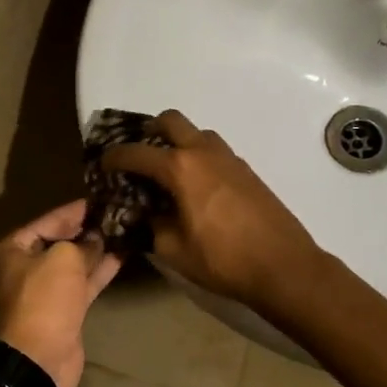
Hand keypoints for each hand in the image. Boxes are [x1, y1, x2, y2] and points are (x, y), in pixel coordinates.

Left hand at [0, 200, 121, 386]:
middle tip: (118, 213)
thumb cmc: (44, 299)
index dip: (75, 210)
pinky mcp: (65, 310)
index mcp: (15, 248)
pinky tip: (123, 255)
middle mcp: (27, 266)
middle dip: (88, 229)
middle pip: (61, 241)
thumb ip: (83, 243)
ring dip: (98, 249)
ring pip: (75, 263)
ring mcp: (47, 290)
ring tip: (126, 229)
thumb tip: (98, 237)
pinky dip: (101, 270)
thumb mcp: (63, 259)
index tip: (102, 198)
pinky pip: (84, 283)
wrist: (40, 358)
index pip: (49, 220)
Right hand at [102, 111, 321, 310]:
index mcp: (180, 168)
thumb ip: (151, 226)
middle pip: (170, 121)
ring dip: (178, 142)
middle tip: (138, 155)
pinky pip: (214, 150)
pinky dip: (198, 157)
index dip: (114, 157)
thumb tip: (141, 214)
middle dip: (149, 132)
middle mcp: (203, 152)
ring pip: (196, 133)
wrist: (283, 266)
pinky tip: (195, 187)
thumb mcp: (174, 250)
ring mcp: (229, 158)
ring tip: (167, 172)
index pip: (136, 153)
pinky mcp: (246, 170)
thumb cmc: (223, 260)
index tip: (103, 165)